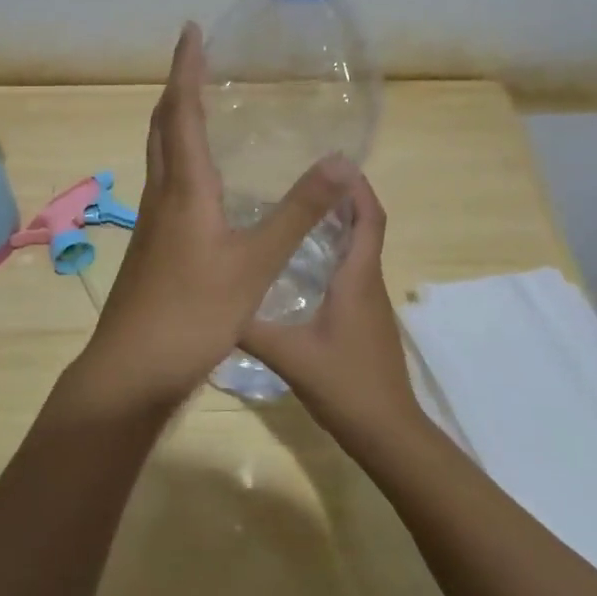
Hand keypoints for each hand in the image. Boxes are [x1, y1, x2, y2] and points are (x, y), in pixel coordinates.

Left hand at [82, 23, 353, 409]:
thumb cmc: (193, 312)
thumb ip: (298, 212)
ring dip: (175, 123)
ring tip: (199, 108)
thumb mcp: (256, 262)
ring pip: (160, 156)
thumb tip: (340, 160)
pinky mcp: (153, 247)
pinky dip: (181, 160)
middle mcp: (161, 195)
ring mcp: (152, 223)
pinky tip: (203, 182)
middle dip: (177, 89)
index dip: (186, 68)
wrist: (133, 368)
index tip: (191, 30)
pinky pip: (166, 184)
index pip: (181, 112)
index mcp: (184, 188)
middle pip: (162, 127)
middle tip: (197, 62)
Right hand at [239, 174, 422, 446]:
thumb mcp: (289, 355)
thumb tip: (209, 302)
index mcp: (357, 279)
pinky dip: (335, 253)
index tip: (334, 163)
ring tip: (297, 210)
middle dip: (343, 199)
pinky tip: (301, 264)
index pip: (369, 219)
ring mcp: (370, 303)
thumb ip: (250, 328)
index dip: (357, 188)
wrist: (387, 432)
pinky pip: (353, 272)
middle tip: (304, 179)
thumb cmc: (345, 386)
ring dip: (339, 225)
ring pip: (359, 251)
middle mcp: (368, 283)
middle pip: (366, 227)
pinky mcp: (365, 320)